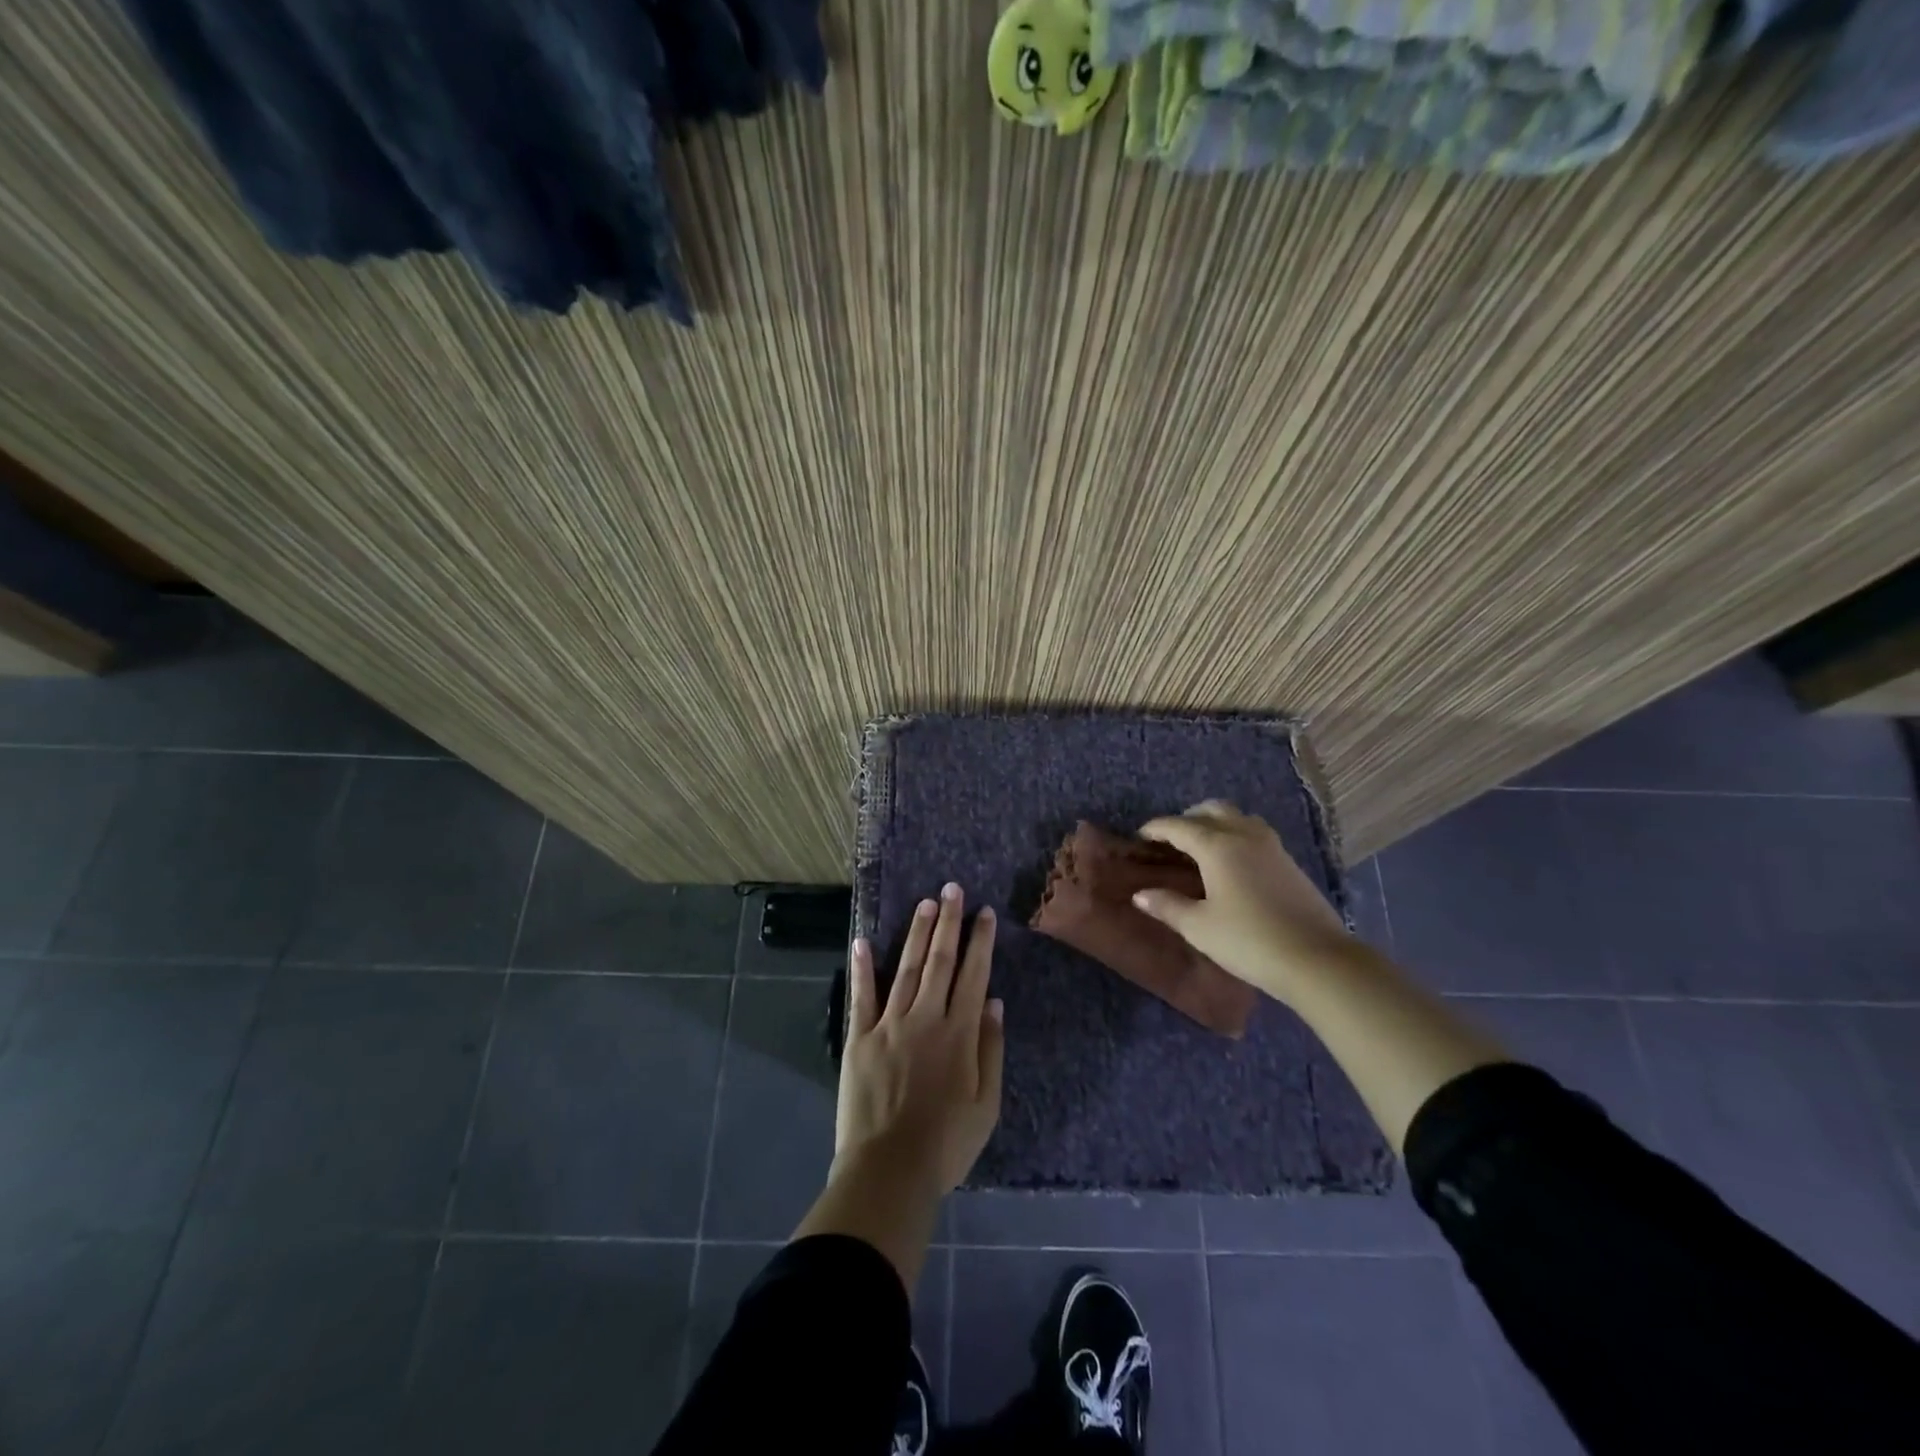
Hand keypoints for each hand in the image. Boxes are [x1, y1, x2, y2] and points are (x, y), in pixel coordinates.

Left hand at [835, 883, 1004, 1194]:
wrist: (889, 1171)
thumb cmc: (945, 1144)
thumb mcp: (986, 1104)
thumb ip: (991, 1049)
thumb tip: (993, 1002)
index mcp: (959, 1033)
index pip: (973, 975)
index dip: (980, 942)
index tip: (984, 913)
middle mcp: (925, 1018)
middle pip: (939, 960)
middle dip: (948, 922)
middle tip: (952, 889)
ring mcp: (889, 1024)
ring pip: (906, 968)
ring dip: (917, 934)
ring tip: (926, 903)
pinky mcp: (859, 1038)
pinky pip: (861, 996)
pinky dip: (863, 967)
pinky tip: (863, 940)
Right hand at [1132, 800, 1350, 998]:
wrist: (1318, 960)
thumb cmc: (1249, 941)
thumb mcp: (1199, 927)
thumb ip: (1168, 906)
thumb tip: (1141, 894)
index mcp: (1217, 846)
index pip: (1179, 826)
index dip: (1156, 829)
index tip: (1140, 837)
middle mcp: (1244, 835)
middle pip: (1212, 810)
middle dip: (1188, 818)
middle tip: (1172, 839)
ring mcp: (1272, 847)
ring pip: (1238, 818)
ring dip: (1216, 823)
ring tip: (1203, 847)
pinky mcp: (1290, 863)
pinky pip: (1255, 834)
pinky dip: (1236, 836)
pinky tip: (1233, 864)